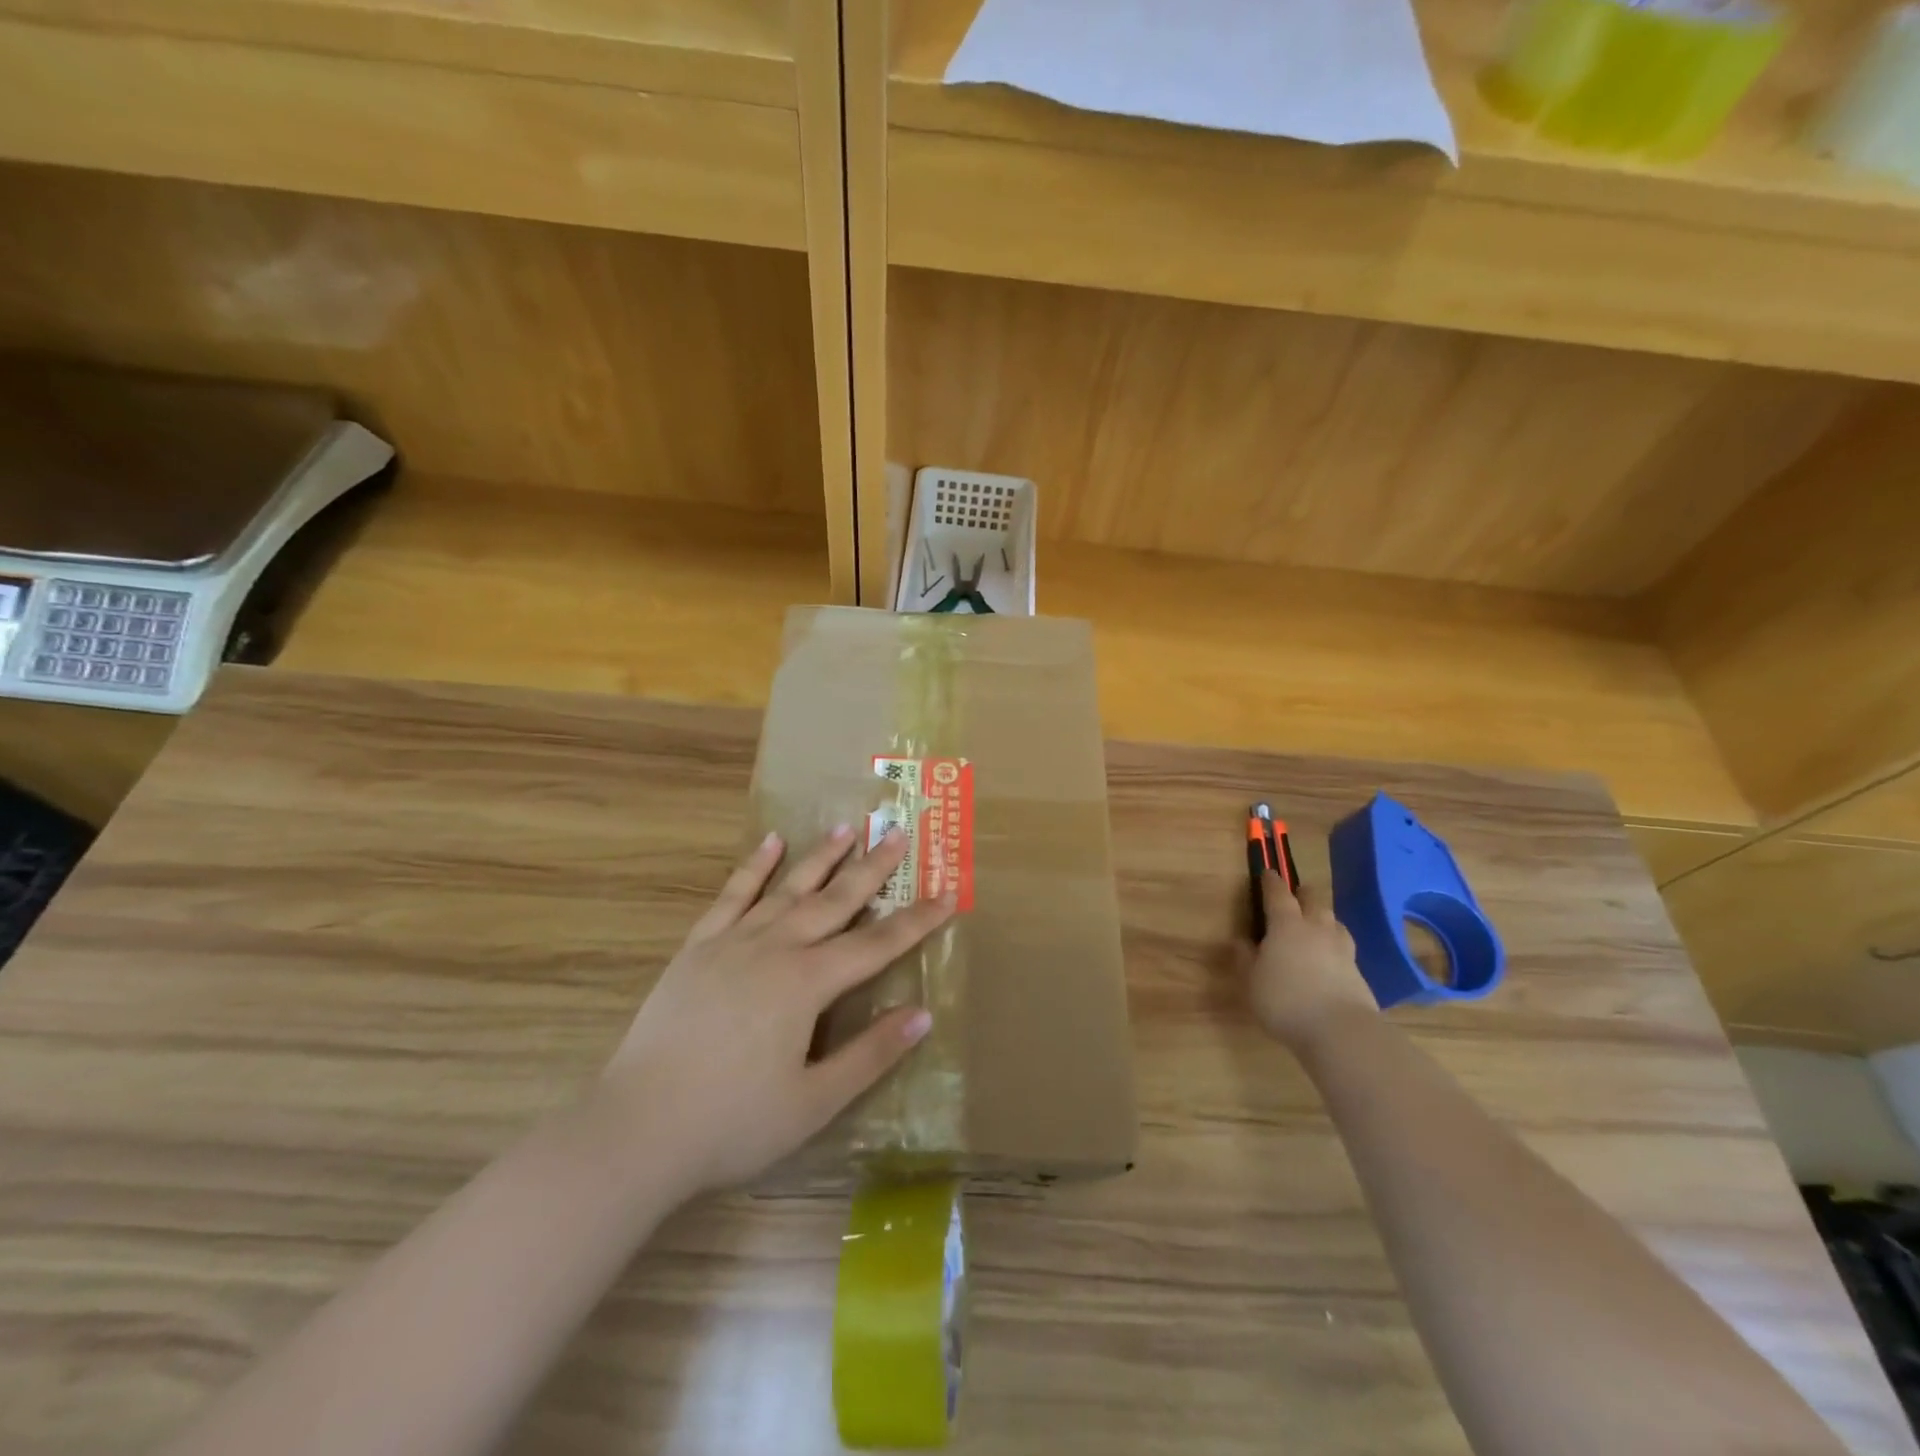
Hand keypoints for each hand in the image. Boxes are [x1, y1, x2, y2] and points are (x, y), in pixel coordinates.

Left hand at [601, 825, 954, 1197]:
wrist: (636, 1129)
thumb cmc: (732, 1122)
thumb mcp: (814, 1102)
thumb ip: (870, 1054)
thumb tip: (922, 1014)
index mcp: (807, 984)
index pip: (876, 945)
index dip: (916, 920)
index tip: (948, 892)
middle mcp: (775, 948)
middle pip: (835, 901)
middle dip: (871, 868)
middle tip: (896, 833)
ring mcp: (732, 942)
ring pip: (788, 888)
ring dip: (820, 857)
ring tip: (846, 827)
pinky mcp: (697, 947)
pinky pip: (732, 895)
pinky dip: (754, 866)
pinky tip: (770, 842)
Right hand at [1247, 871, 1376, 1053]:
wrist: (1339, 1031)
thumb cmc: (1284, 1000)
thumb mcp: (1251, 981)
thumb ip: (1245, 958)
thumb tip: (1242, 941)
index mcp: (1286, 925)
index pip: (1278, 894)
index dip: (1272, 882)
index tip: (1268, 873)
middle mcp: (1316, 929)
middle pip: (1314, 901)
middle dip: (1303, 894)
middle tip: (1296, 894)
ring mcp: (1341, 949)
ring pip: (1334, 922)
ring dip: (1323, 918)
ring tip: (1316, 924)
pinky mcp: (1357, 971)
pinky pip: (1344, 947)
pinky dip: (1335, 944)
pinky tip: (1330, 957)